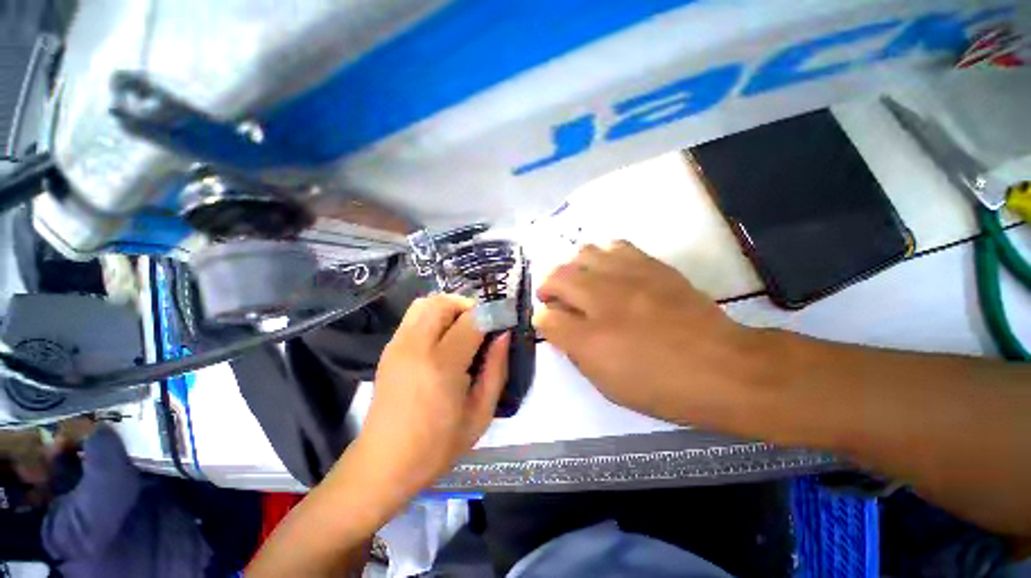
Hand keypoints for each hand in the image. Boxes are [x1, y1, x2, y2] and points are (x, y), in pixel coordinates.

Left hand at [356, 294, 508, 492]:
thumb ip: (496, 369)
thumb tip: (504, 335)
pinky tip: (443, 338)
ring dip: (450, 307)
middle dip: (469, 306)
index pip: (472, 320)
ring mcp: (398, 345)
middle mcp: (416, 347)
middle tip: (482, 327)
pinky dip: (434, 314)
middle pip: (445, 302)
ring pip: (427, 302)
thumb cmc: (438, 445)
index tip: (505, 322)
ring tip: (463, 329)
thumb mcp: (480, 413)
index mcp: (442, 366)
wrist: (384, 463)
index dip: (493, 315)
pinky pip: (414, 314)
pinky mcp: (389, 348)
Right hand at [534, 241, 766, 426]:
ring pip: (583, 253)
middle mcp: (603, 299)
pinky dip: (601, 255)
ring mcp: (629, 276)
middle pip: (558, 275)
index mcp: (590, 337)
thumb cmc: (660, 385)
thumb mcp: (607, 381)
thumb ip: (573, 349)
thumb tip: (552, 323)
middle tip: (555, 298)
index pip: (546, 316)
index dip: (541, 317)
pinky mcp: (651, 265)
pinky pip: (615, 246)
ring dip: (573, 267)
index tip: (546, 319)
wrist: (724, 367)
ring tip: (580, 281)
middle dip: (548, 286)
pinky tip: (608, 270)